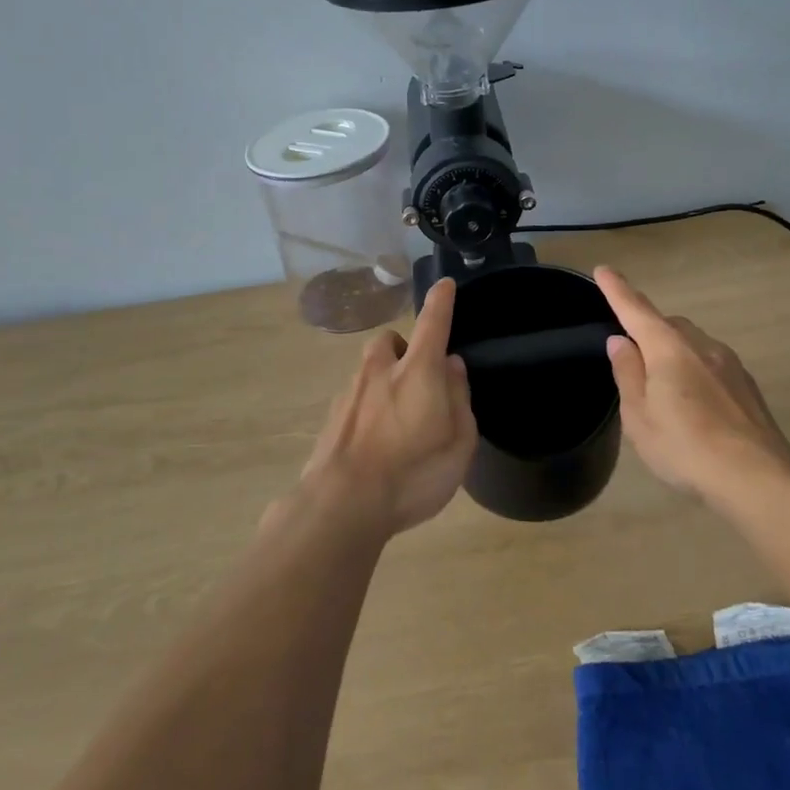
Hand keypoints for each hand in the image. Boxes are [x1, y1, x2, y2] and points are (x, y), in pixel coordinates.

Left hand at [300, 277, 477, 535]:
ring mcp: (350, 393)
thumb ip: (459, 399)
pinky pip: (355, 400)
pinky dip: (368, 409)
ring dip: (384, 380)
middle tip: (418, 378)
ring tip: (398, 419)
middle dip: (404, 349)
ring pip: (369, 371)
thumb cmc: (413, 474)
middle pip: (390, 342)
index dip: (441, 302)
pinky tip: (375, 443)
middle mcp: (380, 371)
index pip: (433, 323)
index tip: (444, 284)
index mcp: (418, 371)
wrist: (341, 505)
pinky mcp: (331, 418)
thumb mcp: (459, 443)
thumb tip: (452, 367)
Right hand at [595, 266, 789, 507]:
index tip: (603, 270)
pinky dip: (694, 370)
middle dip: (648, 328)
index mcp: (668, 348)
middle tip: (632, 354)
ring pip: (692, 343)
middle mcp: (700, 345)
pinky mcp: (746, 384)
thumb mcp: (639, 416)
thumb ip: (628, 373)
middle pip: (667, 324)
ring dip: (673, 352)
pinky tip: (694, 403)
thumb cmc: (685, 446)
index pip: (636, 309)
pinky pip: (710, 363)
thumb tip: (620, 341)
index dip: (617, 290)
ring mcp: (728, 363)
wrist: (757, 476)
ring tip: (662, 387)